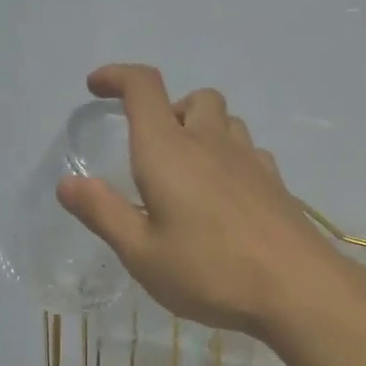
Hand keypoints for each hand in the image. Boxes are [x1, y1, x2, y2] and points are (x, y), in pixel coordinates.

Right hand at [56, 64, 347, 335]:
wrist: (297, 288)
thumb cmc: (209, 272)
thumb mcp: (141, 254)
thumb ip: (103, 213)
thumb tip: (68, 182)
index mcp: (168, 152)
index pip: (143, 88)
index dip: (117, 77)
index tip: (97, 86)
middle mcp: (210, 143)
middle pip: (192, 98)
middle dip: (166, 109)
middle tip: (150, 148)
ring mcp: (249, 160)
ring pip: (224, 120)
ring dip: (200, 129)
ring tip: (186, 171)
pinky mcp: (274, 182)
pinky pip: (247, 149)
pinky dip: (228, 155)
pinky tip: (223, 194)